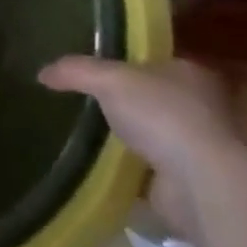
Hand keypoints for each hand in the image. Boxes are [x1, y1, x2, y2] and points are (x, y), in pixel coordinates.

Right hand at [37, 56, 245, 240]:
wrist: (202, 184)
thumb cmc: (163, 115)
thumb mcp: (108, 79)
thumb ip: (76, 71)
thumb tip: (42, 73)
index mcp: (190, 73)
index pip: (155, 61)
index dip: (128, 64)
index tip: (98, 71)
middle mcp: (204, 108)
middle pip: (158, 99)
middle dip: (132, 104)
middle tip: (91, 104)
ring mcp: (201, 149)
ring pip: (158, 137)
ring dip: (135, 141)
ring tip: (93, 137)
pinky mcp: (192, 184)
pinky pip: (154, 172)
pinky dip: (135, 173)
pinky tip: (107, 170)